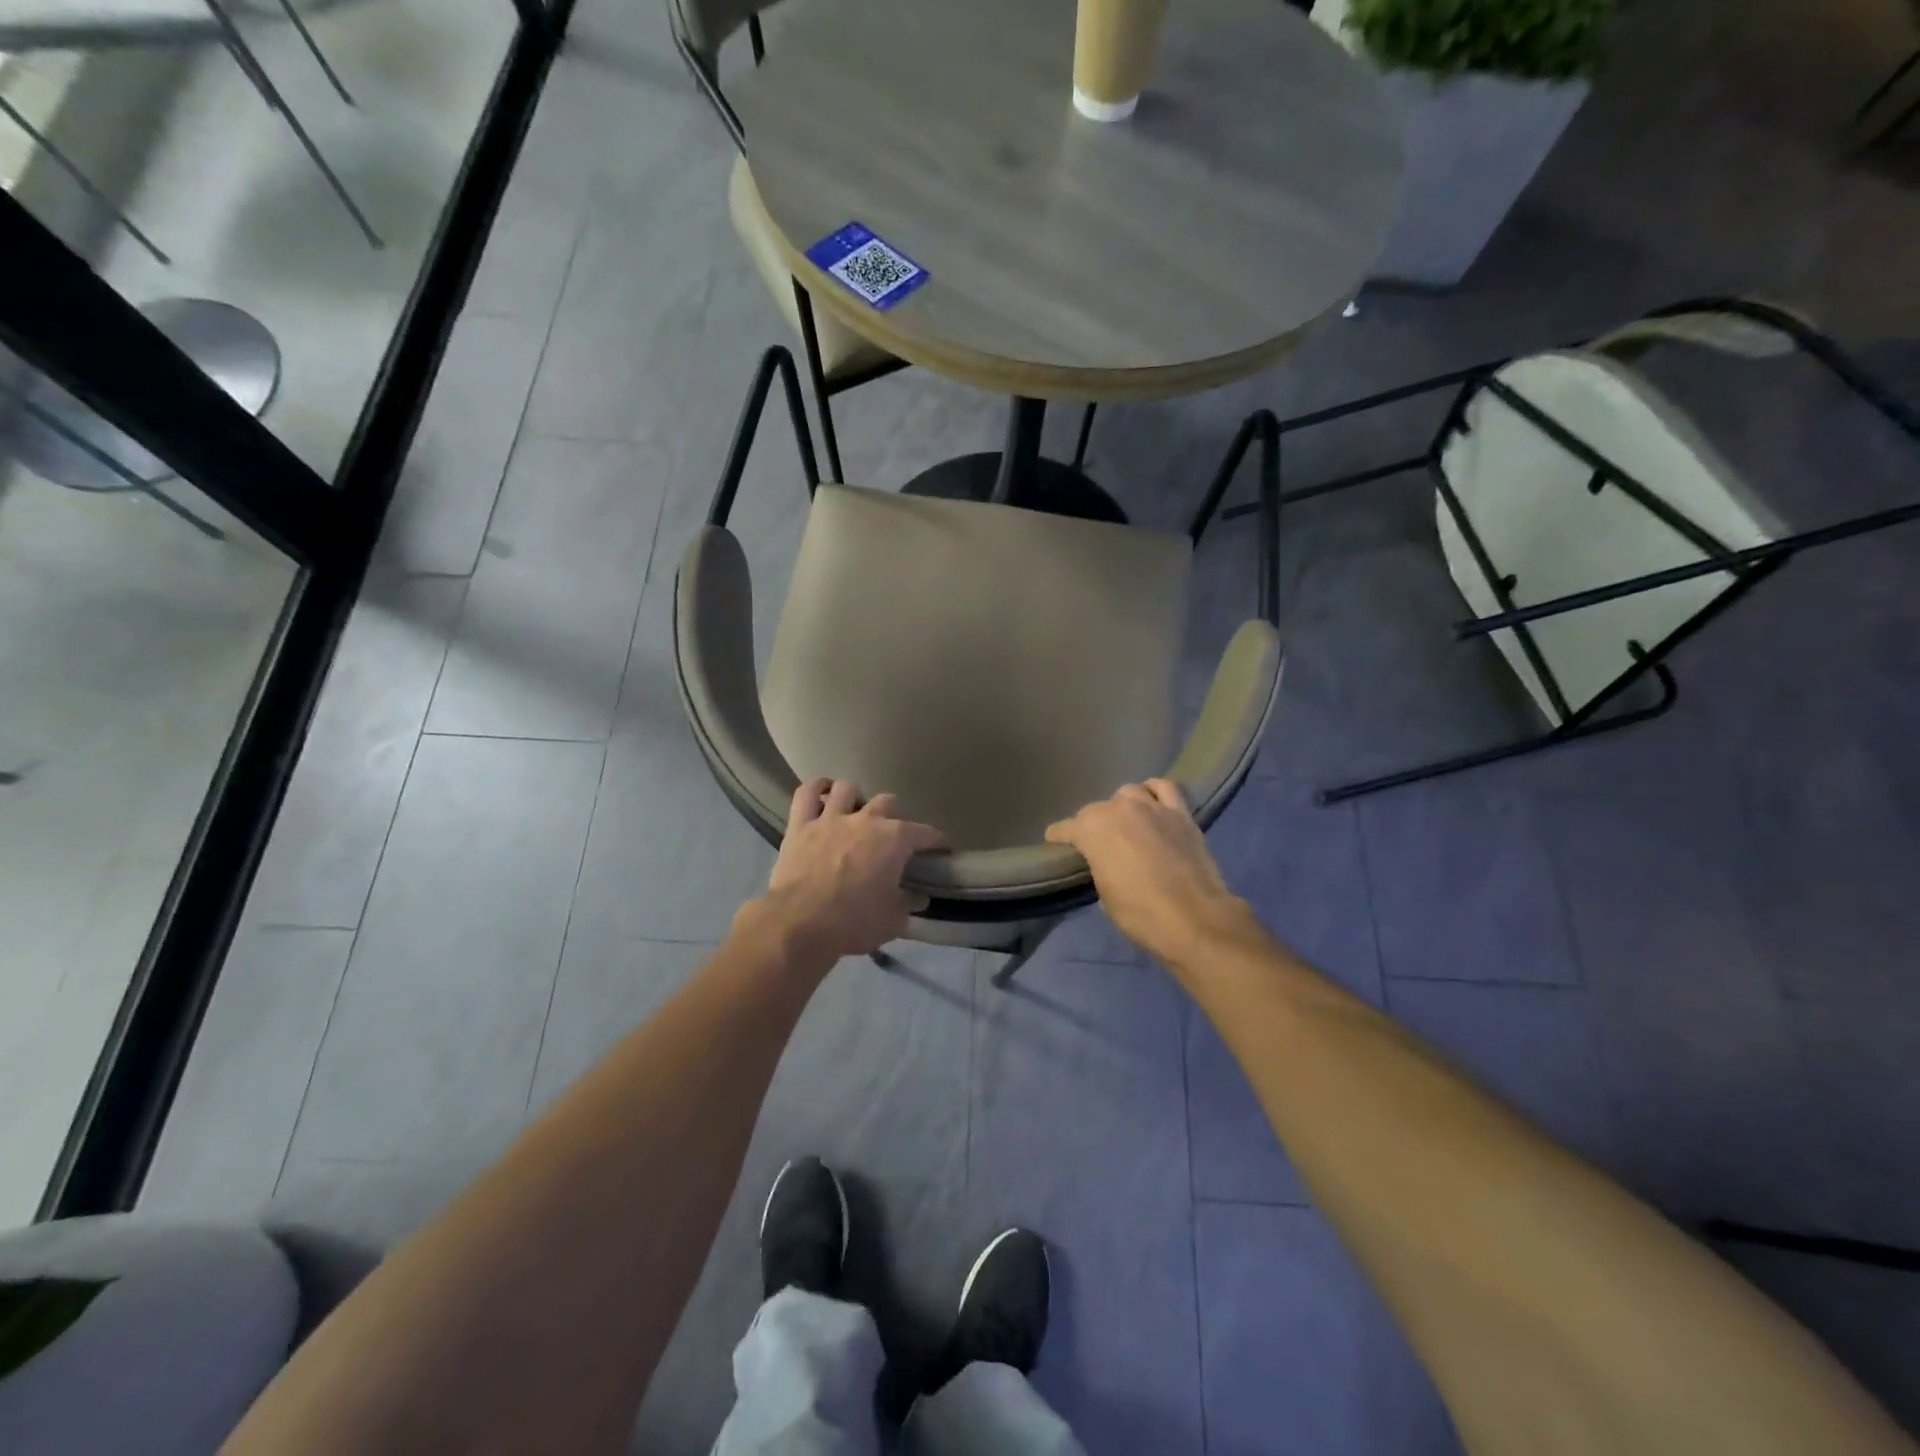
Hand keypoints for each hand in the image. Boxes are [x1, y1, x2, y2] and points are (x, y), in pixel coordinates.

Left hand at [757, 779, 948, 960]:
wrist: (800, 923)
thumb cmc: (854, 921)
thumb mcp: (892, 920)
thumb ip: (908, 904)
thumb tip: (918, 896)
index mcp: (895, 839)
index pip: (926, 833)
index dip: (937, 840)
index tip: (942, 848)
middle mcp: (866, 819)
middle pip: (887, 802)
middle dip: (893, 816)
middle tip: (891, 836)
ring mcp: (831, 818)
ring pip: (847, 789)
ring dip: (855, 798)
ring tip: (856, 811)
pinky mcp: (800, 824)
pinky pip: (806, 793)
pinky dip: (815, 789)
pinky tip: (822, 793)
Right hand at [1046, 780, 1249, 965]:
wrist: (1193, 918)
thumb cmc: (1139, 913)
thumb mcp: (1104, 893)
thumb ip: (1099, 866)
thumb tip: (1104, 861)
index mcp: (1091, 829)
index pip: (1064, 829)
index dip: (1058, 839)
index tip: (1056, 846)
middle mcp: (1118, 808)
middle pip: (1096, 810)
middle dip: (1092, 826)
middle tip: (1099, 846)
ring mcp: (1151, 806)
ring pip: (1128, 793)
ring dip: (1123, 807)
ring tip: (1127, 824)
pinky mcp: (1180, 812)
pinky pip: (1164, 788)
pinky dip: (1155, 792)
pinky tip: (1153, 804)